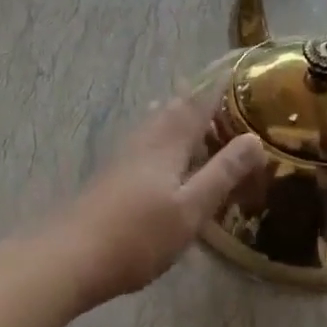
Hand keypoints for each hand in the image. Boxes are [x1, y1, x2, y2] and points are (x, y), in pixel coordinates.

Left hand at [52, 94, 267, 306]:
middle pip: (172, 109)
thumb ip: (222, 173)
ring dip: (174, 115)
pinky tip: (158, 154)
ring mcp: (123, 156)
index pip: (197, 105)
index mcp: (167, 142)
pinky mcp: (111, 174)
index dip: (215, 89)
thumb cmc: (139, 234)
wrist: (73, 255)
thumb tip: (254, 139)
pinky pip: (143, 141)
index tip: (231, 71)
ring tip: (190, 115)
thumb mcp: (191, 208)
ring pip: (153, 123)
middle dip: (194, 100)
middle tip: (216, 95)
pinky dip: (160, 136)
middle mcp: (144, 140)